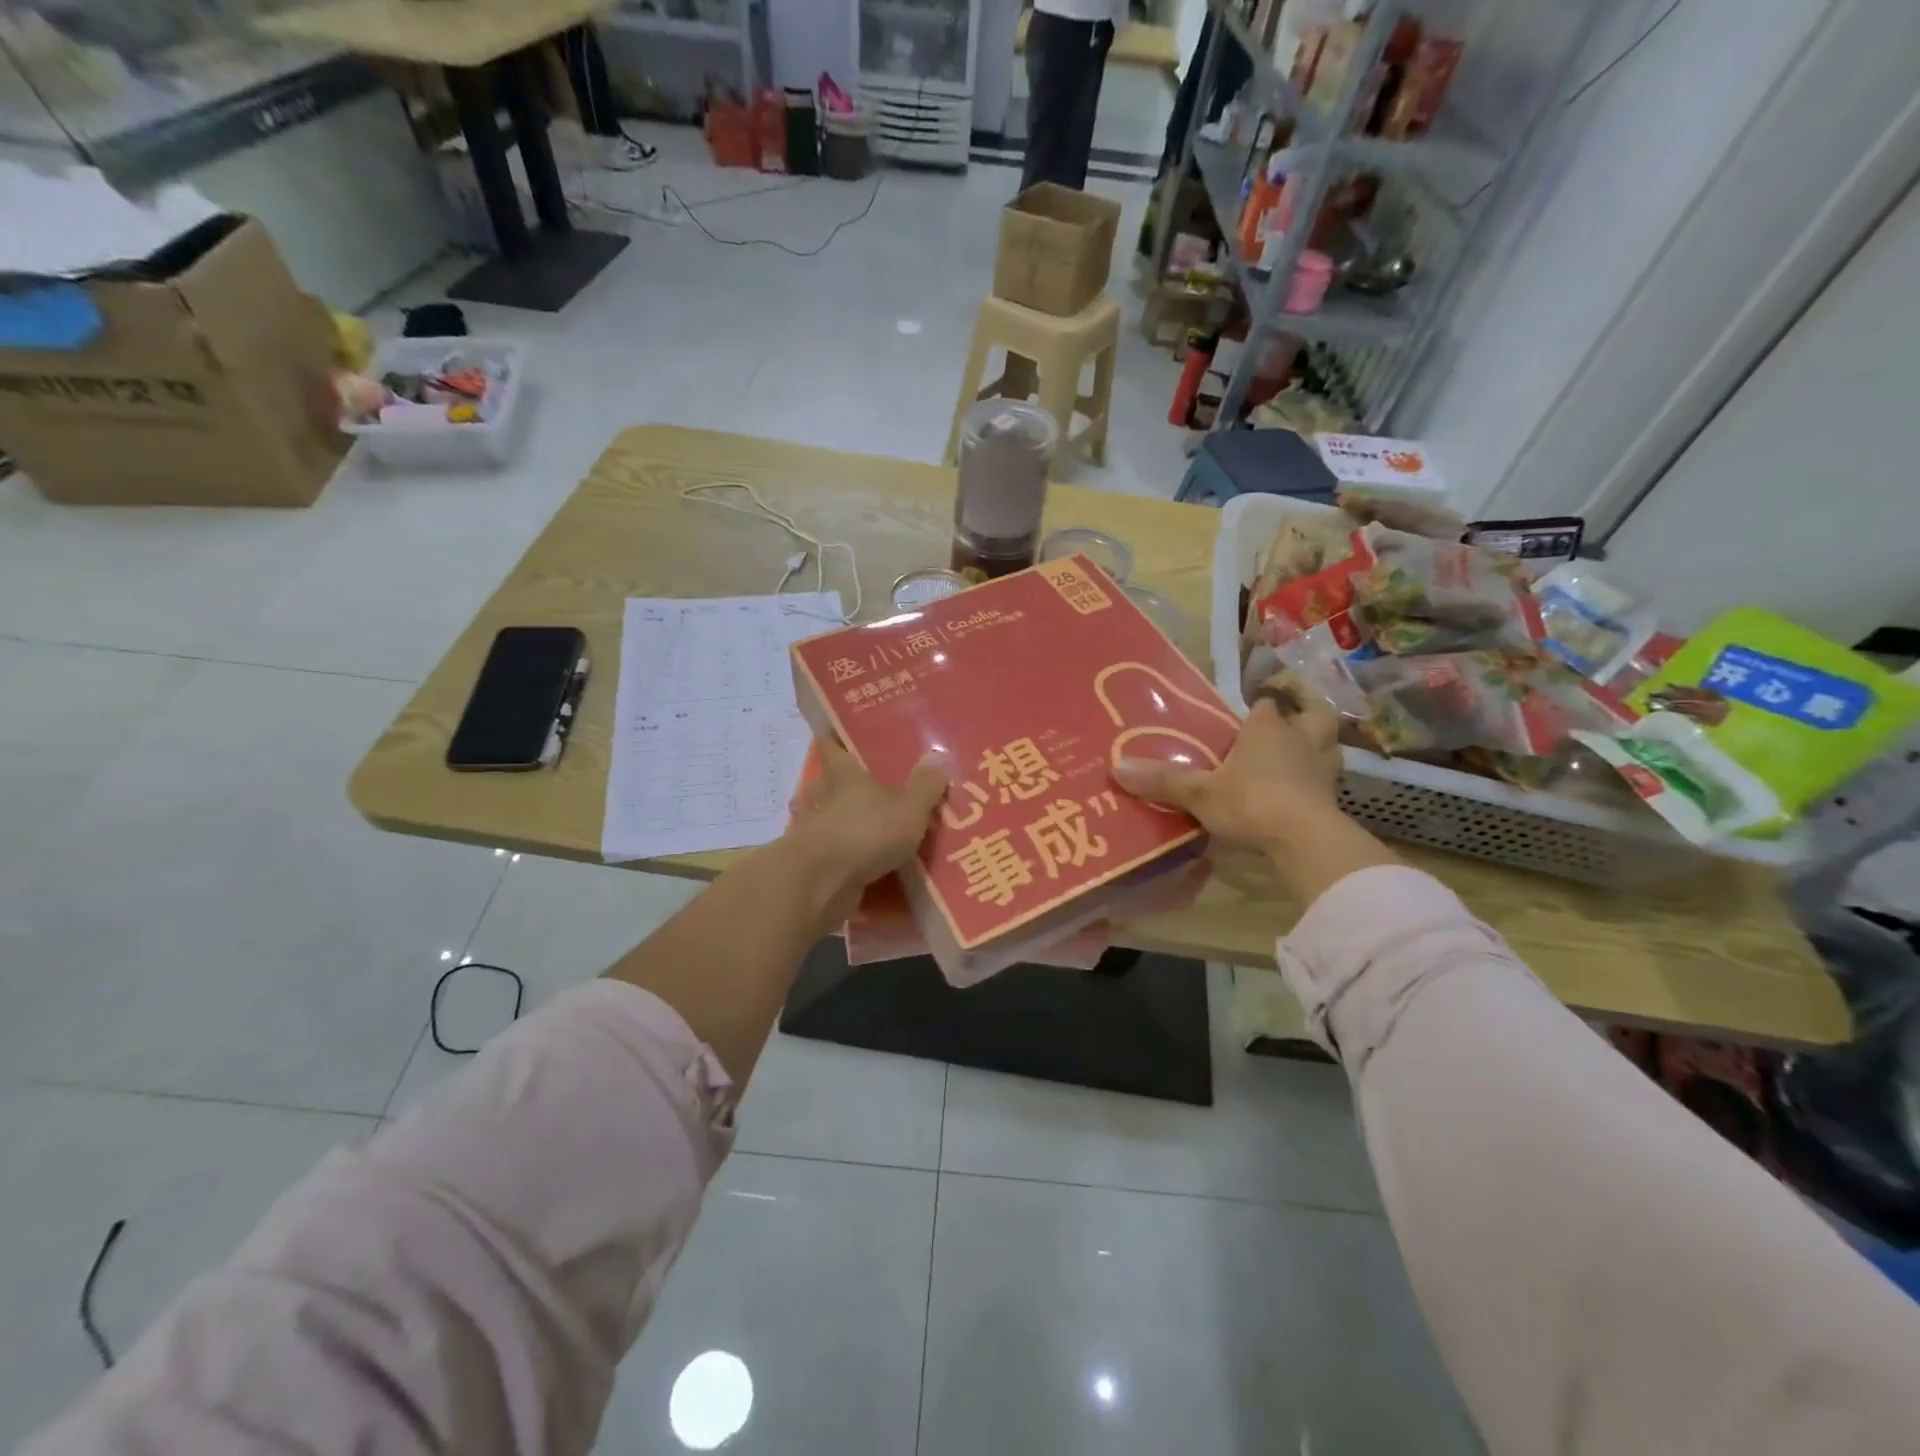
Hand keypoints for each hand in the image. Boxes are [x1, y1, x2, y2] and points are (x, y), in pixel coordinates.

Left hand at [787, 735, 949, 916]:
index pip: (831, 747)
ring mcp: (812, 832)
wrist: (823, 882)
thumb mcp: (909, 808)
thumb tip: (939, 754)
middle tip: (855, 783)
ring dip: (828, 819)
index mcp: (845, 776)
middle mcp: (823, 799)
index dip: (833, 739)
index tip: (837, 733)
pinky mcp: (810, 865)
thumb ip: (925, 785)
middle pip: (821, 782)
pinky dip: (833, 855)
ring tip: (850, 823)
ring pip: (817, 817)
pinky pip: (823, 854)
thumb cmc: (866, 832)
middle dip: (832, 782)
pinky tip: (849, 863)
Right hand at [1113, 676, 1396, 904]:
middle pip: (1312, 715)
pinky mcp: (1334, 799)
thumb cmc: (1251, 802)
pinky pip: (1328, 782)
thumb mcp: (1199, 793)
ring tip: (1300, 757)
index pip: (1265, 706)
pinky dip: (1318, 783)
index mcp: (1267, 729)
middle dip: (1303, 715)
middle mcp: (1300, 740)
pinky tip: (1303, 793)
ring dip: (1317, 747)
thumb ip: (1163, 781)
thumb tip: (1117, 768)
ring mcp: (1322, 769)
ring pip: (1328, 745)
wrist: (1305, 840)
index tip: (1245, 718)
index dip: (1257, 709)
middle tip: (1289, 724)